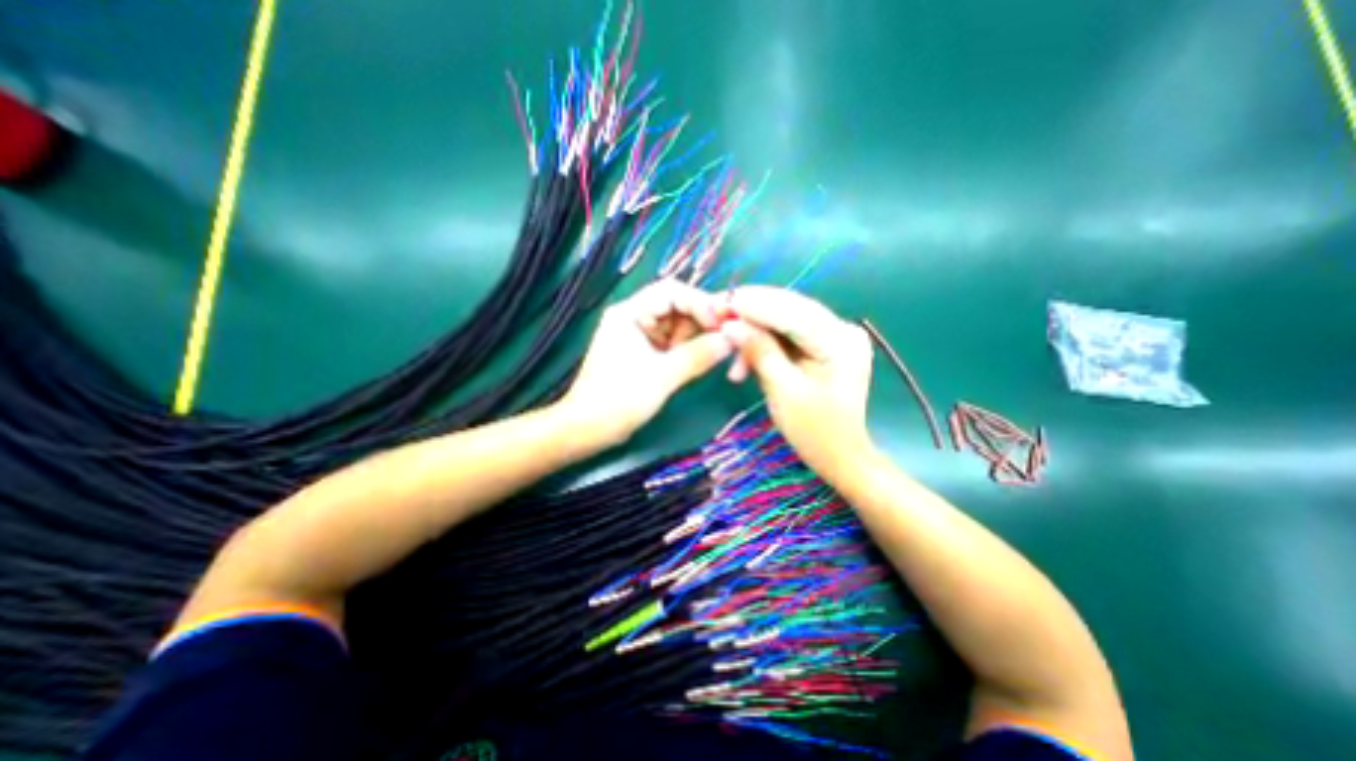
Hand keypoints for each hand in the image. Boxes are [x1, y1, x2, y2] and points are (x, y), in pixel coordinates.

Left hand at [558, 281, 738, 444]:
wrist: (588, 430)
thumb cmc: (619, 400)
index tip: (723, 324)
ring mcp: (639, 335)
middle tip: (725, 340)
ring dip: (697, 337)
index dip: (701, 303)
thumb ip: (699, 355)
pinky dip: (689, 349)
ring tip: (713, 354)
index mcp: (630, 313)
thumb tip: (732, 339)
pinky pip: (673, 342)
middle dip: (701, 321)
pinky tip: (700, 360)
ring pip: (677, 325)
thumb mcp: (663, 376)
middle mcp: (634, 317)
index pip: (672, 291)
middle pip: (677, 306)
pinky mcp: (644, 352)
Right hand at [724, 286, 872, 475]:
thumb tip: (729, 324)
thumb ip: (759, 351)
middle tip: (715, 315)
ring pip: (785, 319)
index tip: (718, 303)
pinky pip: (788, 334)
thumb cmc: (815, 431)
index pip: (791, 311)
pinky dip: (765, 343)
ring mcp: (835, 334)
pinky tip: (744, 362)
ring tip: (729, 353)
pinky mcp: (824, 343)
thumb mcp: (783, 391)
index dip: (753, 304)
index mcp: (840, 341)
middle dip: (750, 313)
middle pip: (789, 308)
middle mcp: (842, 328)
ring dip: (754, 332)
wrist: (841, 455)